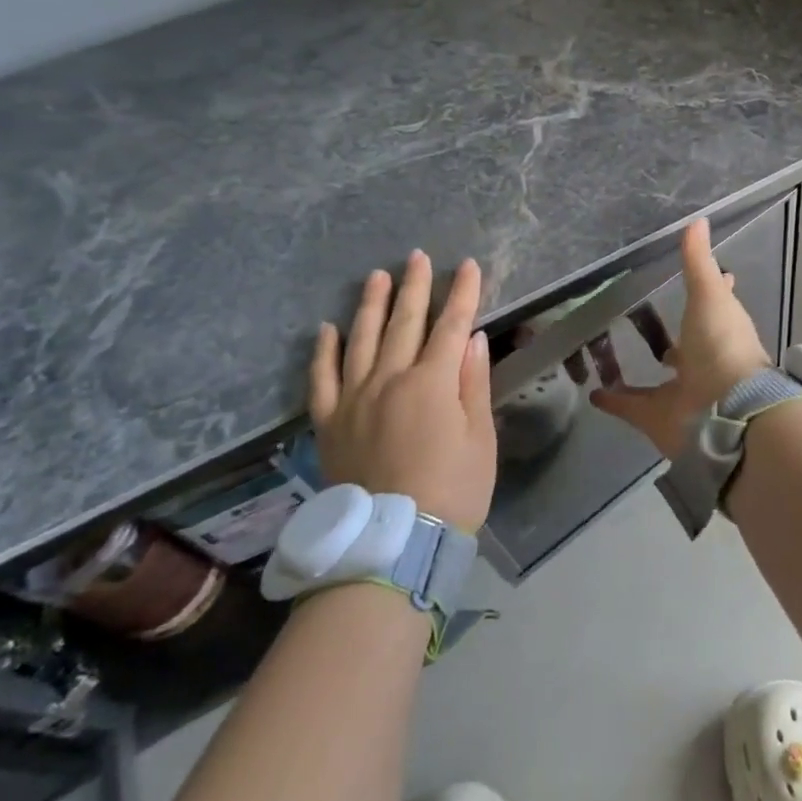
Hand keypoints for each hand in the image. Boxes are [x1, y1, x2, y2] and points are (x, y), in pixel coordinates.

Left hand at [308, 251, 496, 531]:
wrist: (393, 543)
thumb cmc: (453, 490)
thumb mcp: (480, 438)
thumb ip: (473, 383)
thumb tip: (472, 337)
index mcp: (432, 382)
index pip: (451, 325)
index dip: (462, 293)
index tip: (467, 265)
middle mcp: (390, 380)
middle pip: (405, 323)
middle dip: (415, 286)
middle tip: (417, 256)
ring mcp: (354, 400)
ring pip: (361, 340)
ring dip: (370, 305)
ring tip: (377, 276)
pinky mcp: (329, 424)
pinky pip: (321, 380)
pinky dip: (323, 352)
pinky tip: (325, 329)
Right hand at [590, 218, 770, 459]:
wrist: (726, 410)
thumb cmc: (722, 344)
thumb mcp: (709, 295)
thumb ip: (698, 261)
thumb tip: (698, 219)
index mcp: (720, 330)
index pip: (714, 305)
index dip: (708, 290)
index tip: (692, 278)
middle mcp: (704, 361)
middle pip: (685, 346)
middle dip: (672, 336)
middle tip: (640, 315)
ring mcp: (682, 391)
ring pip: (657, 380)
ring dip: (640, 370)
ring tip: (609, 353)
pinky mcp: (658, 418)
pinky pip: (631, 407)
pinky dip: (613, 400)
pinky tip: (593, 392)